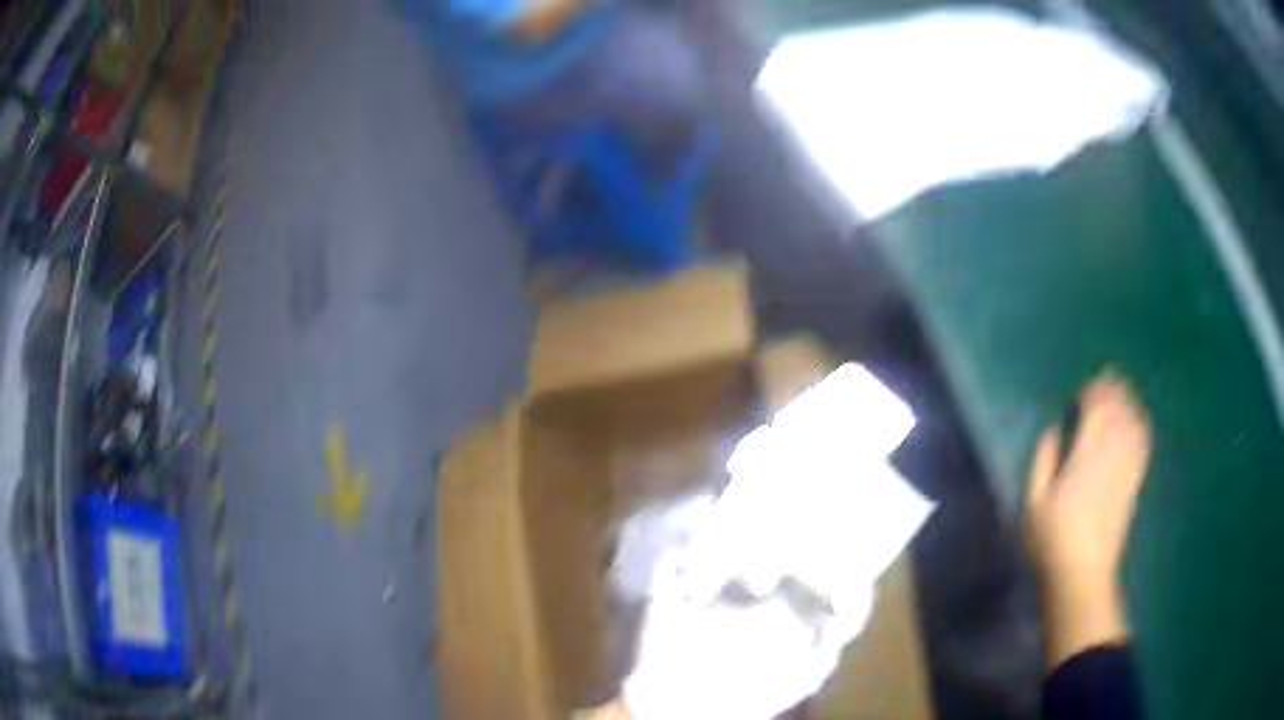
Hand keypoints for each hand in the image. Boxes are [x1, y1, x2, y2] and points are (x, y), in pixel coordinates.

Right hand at [1023, 372, 1151, 668]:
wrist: (1081, 576)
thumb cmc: (1051, 540)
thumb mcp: (1033, 502)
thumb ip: (1043, 459)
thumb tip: (1056, 429)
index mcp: (1085, 455)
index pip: (1096, 409)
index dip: (1092, 393)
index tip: (1085, 387)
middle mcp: (1111, 455)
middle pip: (1118, 411)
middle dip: (1113, 390)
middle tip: (1106, 378)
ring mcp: (1126, 469)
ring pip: (1133, 424)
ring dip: (1129, 403)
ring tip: (1123, 391)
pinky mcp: (1134, 484)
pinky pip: (1143, 446)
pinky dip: (1141, 426)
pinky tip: (1139, 420)